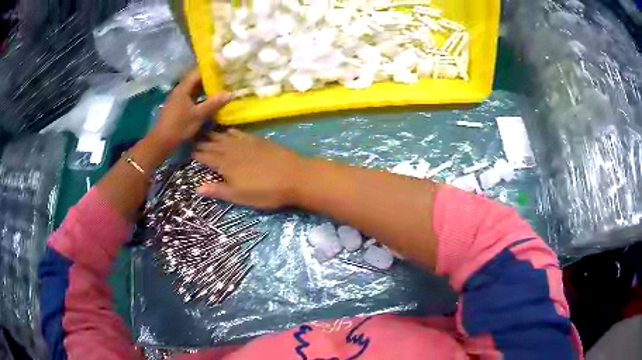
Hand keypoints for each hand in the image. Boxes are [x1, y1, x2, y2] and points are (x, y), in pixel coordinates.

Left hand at [147, 69, 231, 152]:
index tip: (223, 67)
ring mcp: (177, 98)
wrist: (161, 142)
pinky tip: (208, 98)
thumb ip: (214, 104)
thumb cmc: (179, 127)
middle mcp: (180, 90)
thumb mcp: (198, 116)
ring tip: (219, 86)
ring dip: (205, 86)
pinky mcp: (177, 106)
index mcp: (183, 88)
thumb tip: (230, 93)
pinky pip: (191, 95)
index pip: (198, 72)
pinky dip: (200, 95)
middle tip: (224, 76)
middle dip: (209, 77)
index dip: (210, 68)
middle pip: (195, 79)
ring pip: (193, 88)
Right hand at [193, 129, 307, 209]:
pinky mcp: (258, 140)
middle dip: (203, 143)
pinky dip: (232, 131)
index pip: (207, 157)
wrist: (294, 176)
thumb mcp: (239, 196)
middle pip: (214, 145)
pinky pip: (240, 133)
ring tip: (205, 133)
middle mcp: (232, 151)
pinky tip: (228, 130)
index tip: (188, 151)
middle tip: (193, 140)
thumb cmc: (265, 191)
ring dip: (214, 135)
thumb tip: (197, 187)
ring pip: (225, 137)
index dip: (197, 154)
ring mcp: (246, 144)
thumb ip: (218, 190)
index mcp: (225, 165)